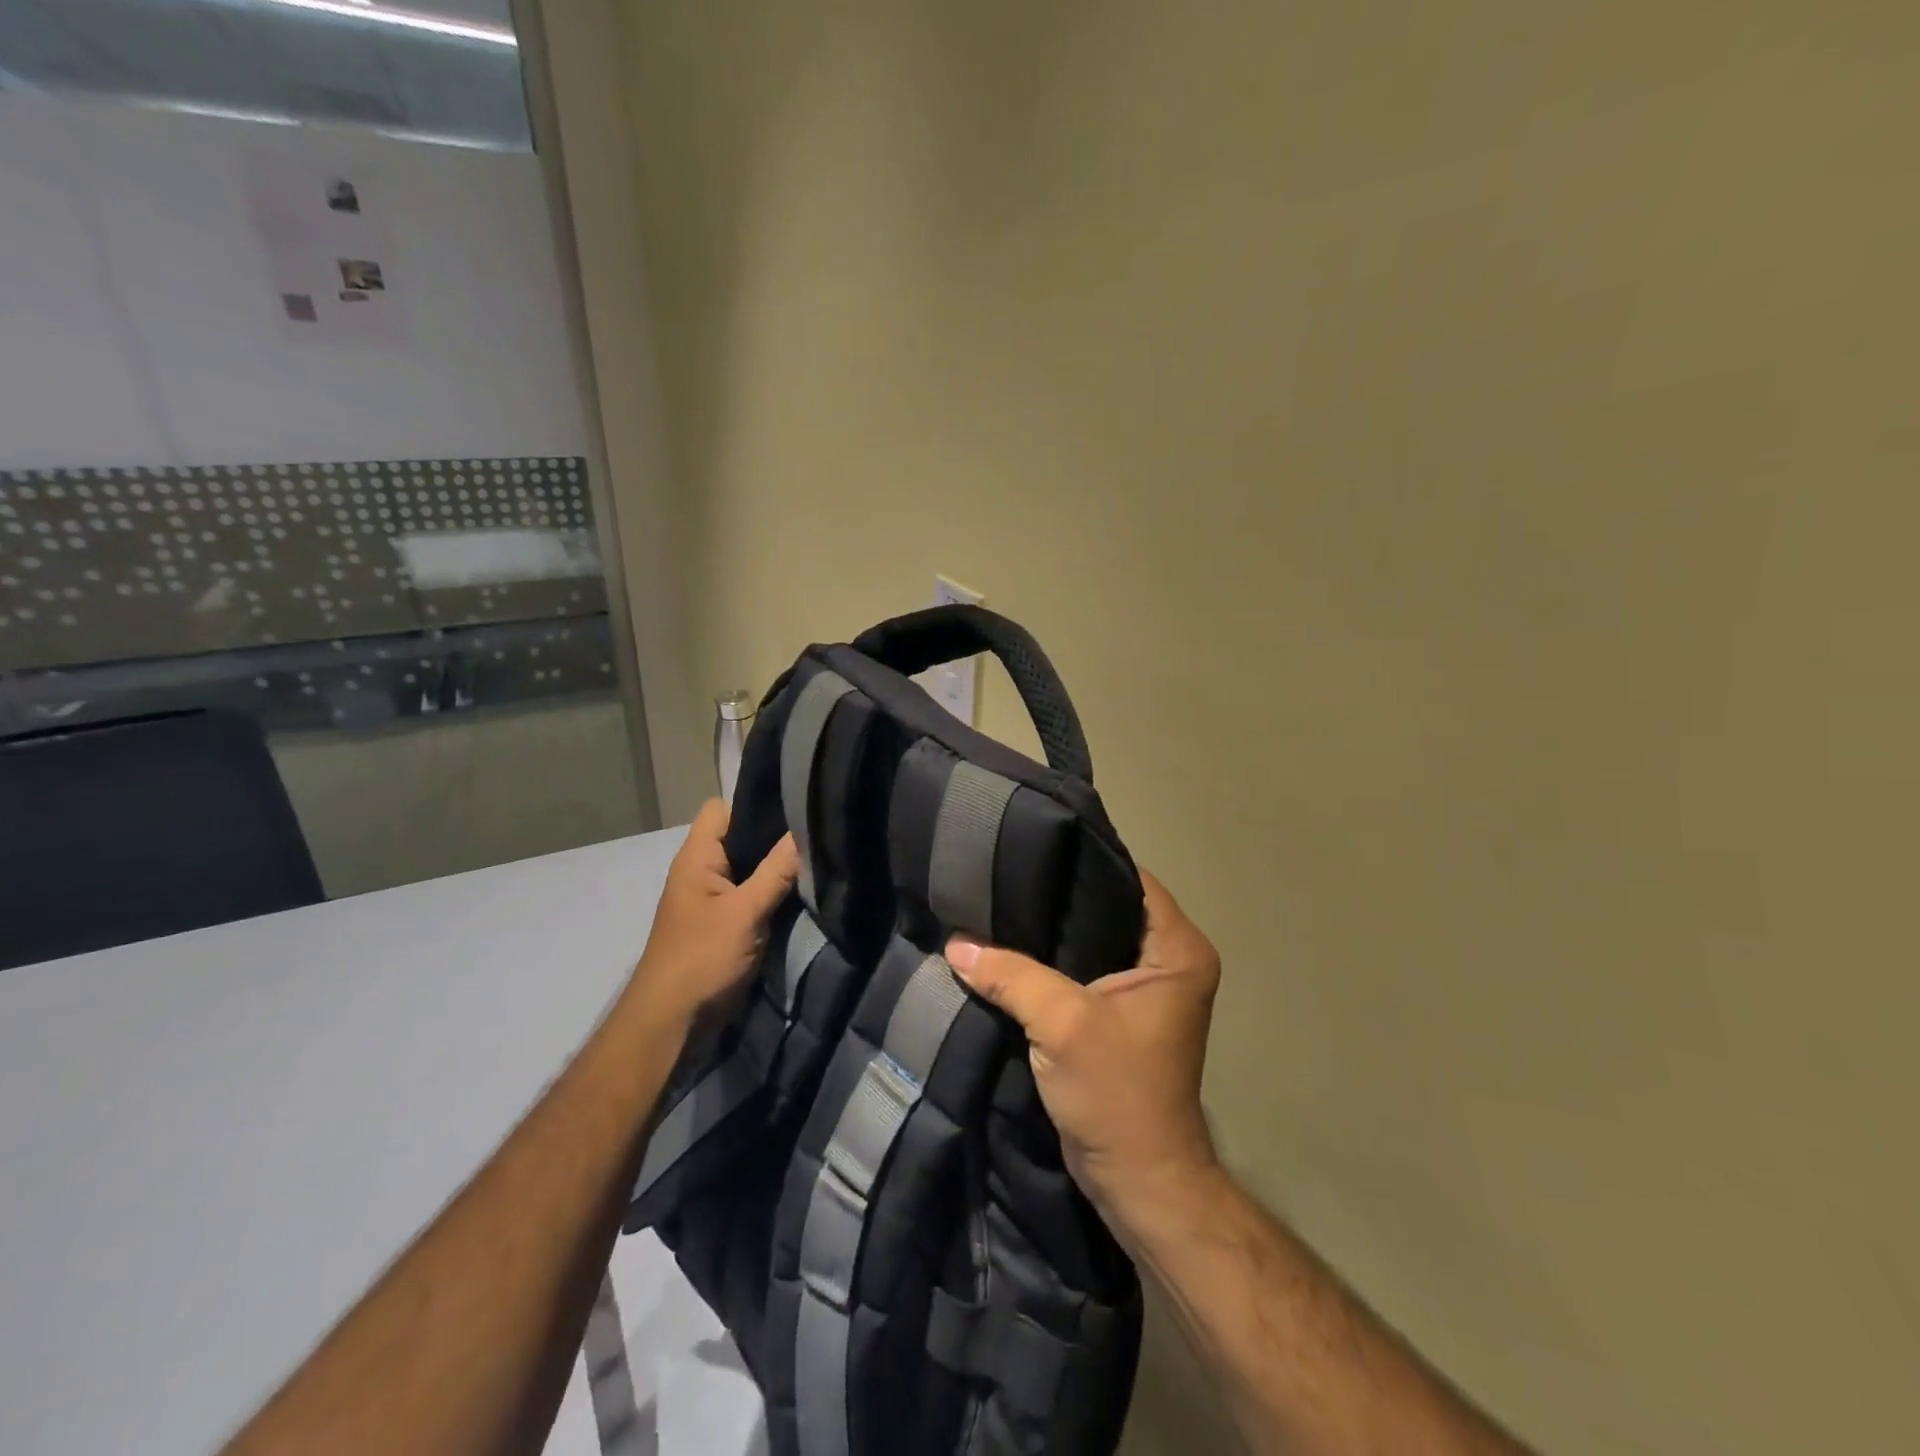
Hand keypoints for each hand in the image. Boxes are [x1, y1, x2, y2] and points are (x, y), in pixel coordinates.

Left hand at [631, 800, 797, 1030]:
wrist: (673, 1024)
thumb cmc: (701, 959)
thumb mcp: (744, 913)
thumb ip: (777, 871)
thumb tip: (806, 829)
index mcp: (697, 858)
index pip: (722, 808)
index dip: (753, 802)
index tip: (795, 804)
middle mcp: (703, 871)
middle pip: (741, 837)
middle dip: (776, 836)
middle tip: (818, 830)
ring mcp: (715, 899)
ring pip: (751, 868)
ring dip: (779, 868)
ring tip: (820, 857)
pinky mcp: (727, 923)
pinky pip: (754, 894)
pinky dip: (775, 892)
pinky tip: (805, 891)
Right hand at [946, 869, 1221, 1238]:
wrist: (1137, 1181)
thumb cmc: (1118, 1092)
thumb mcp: (1061, 1023)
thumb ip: (1010, 974)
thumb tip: (955, 942)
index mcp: (1177, 949)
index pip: (1129, 878)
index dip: (1082, 860)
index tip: (1032, 845)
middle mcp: (1168, 960)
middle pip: (1107, 906)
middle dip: (1058, 895)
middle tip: (1006, 872)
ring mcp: (1145, 988)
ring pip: (1091, 938)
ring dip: (1050, 931)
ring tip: (1000, 902)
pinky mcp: (1118, 1014)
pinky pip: (1081, 969)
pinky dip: (1049, 962)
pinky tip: (1009, 948)